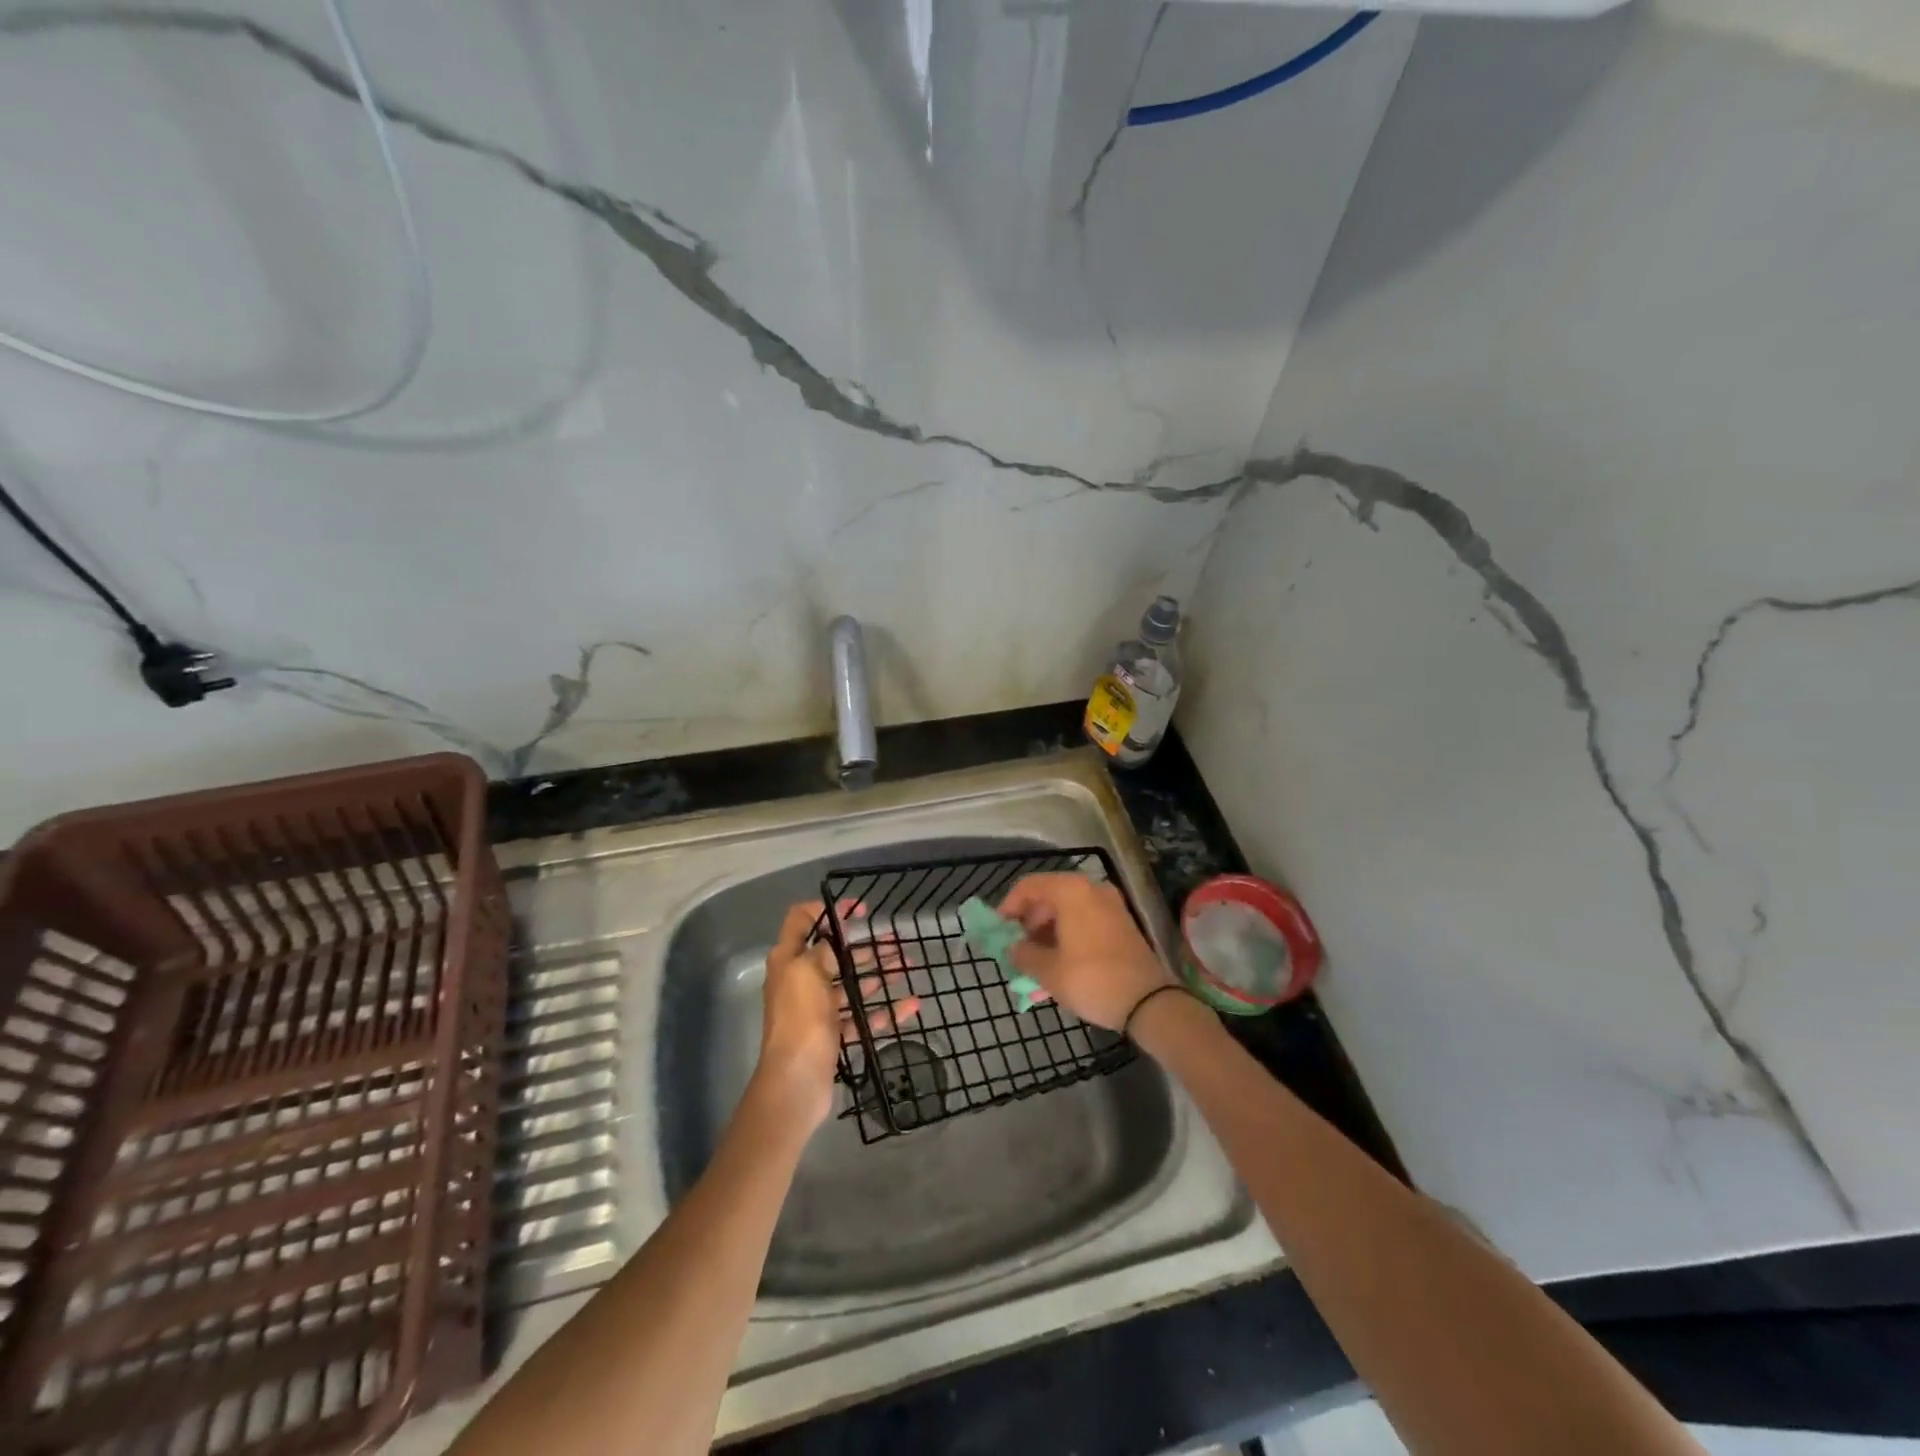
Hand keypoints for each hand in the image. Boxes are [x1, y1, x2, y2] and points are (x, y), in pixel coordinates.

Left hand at [756, 901, 919, 1129]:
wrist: (795, 1082)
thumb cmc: (800, 1019)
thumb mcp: (808, 971)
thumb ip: (823, 949)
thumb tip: (833, 936)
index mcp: (788, 960)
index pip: (802, 920)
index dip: (829, 909)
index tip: (860, 909)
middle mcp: (800, 981)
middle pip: (835, 954)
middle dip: (866, 945)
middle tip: (897, 940)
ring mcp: (817, 1010)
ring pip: (851, 984)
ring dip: (879, 973)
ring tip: (907, 965)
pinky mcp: (832, 1035)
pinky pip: (861, 1017)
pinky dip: (884, 1010)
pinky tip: (910, 1005)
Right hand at [997, 874, 1173, 1029]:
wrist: (1148, 1002)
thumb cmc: (1091, 980)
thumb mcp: (1049, 971)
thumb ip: (1024, 955)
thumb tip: (1013, 949)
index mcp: (1071, 891)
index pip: (1029, 886)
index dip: (1009, 906)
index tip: (999, 930)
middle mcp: (1091, 888)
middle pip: (1049, 894)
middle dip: (1029, 918)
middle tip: (1019, 945)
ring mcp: (1110, 903)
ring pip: (1068, 906)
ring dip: (1048, 926)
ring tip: (1038, 956)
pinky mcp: (1122, 920)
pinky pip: (1085, 915)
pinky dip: (1068, 930)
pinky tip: (1061, 956)